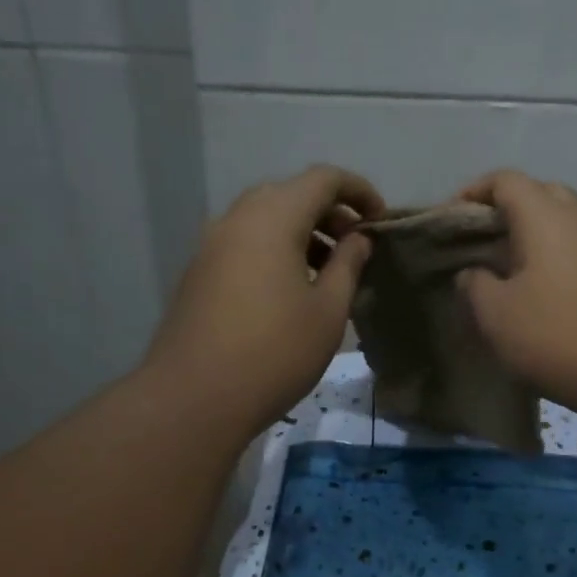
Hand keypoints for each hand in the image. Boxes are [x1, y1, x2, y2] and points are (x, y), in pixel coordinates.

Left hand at [145, 165, 383, 438]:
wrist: (195, 397)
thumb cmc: (275, 353)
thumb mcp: (328, 311)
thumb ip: (348, 265)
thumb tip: (357, 239)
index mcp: (273, 217)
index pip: (323, 179)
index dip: (359, 191)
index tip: (381, 221)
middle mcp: (237, 219)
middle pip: (290, 195)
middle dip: (329, 213)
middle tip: (356, 247)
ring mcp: (211, 245)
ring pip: (264, 220)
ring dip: (302, 234)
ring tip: (328, 273)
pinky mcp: (198, 273)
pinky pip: (245, 244)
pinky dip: (275, 251)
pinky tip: (290, 292)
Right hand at [456, 171, 576, 422]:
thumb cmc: (557, 336)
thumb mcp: (496, 315)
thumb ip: (474, 285)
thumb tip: (473, 273)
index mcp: (545, 217)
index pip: (505, 180)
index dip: (471, 193)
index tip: (448, 221)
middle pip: (538, 194)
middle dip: (503, 211)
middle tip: (477, 243)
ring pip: (560, 224)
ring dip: (529, 239)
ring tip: (502, 273)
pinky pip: (576, 251)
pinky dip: (550, 260)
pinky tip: (537, 295)